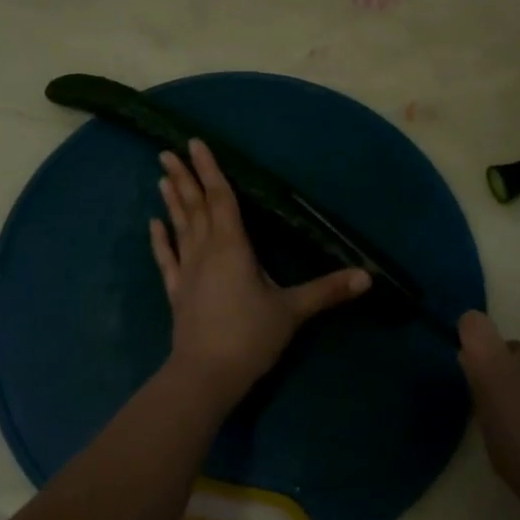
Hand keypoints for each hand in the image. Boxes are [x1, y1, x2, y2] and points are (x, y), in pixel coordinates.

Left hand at [150, 139, 370, 407]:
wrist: (206, 375)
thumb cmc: (250, 336)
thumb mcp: (293, 311)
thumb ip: (327, 290)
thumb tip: (367, 276)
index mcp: (232, 246)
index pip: (221, 199)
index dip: (210, 170)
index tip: (195, 144)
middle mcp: (206, 250)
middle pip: (195, 206)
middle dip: (184, 178)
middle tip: (167, 152)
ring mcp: (188, 271)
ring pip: (179, 227)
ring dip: (172, 202)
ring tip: (162, 178)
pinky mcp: (177, 292)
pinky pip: (167, 259)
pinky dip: (160, 241)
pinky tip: (152, 225)